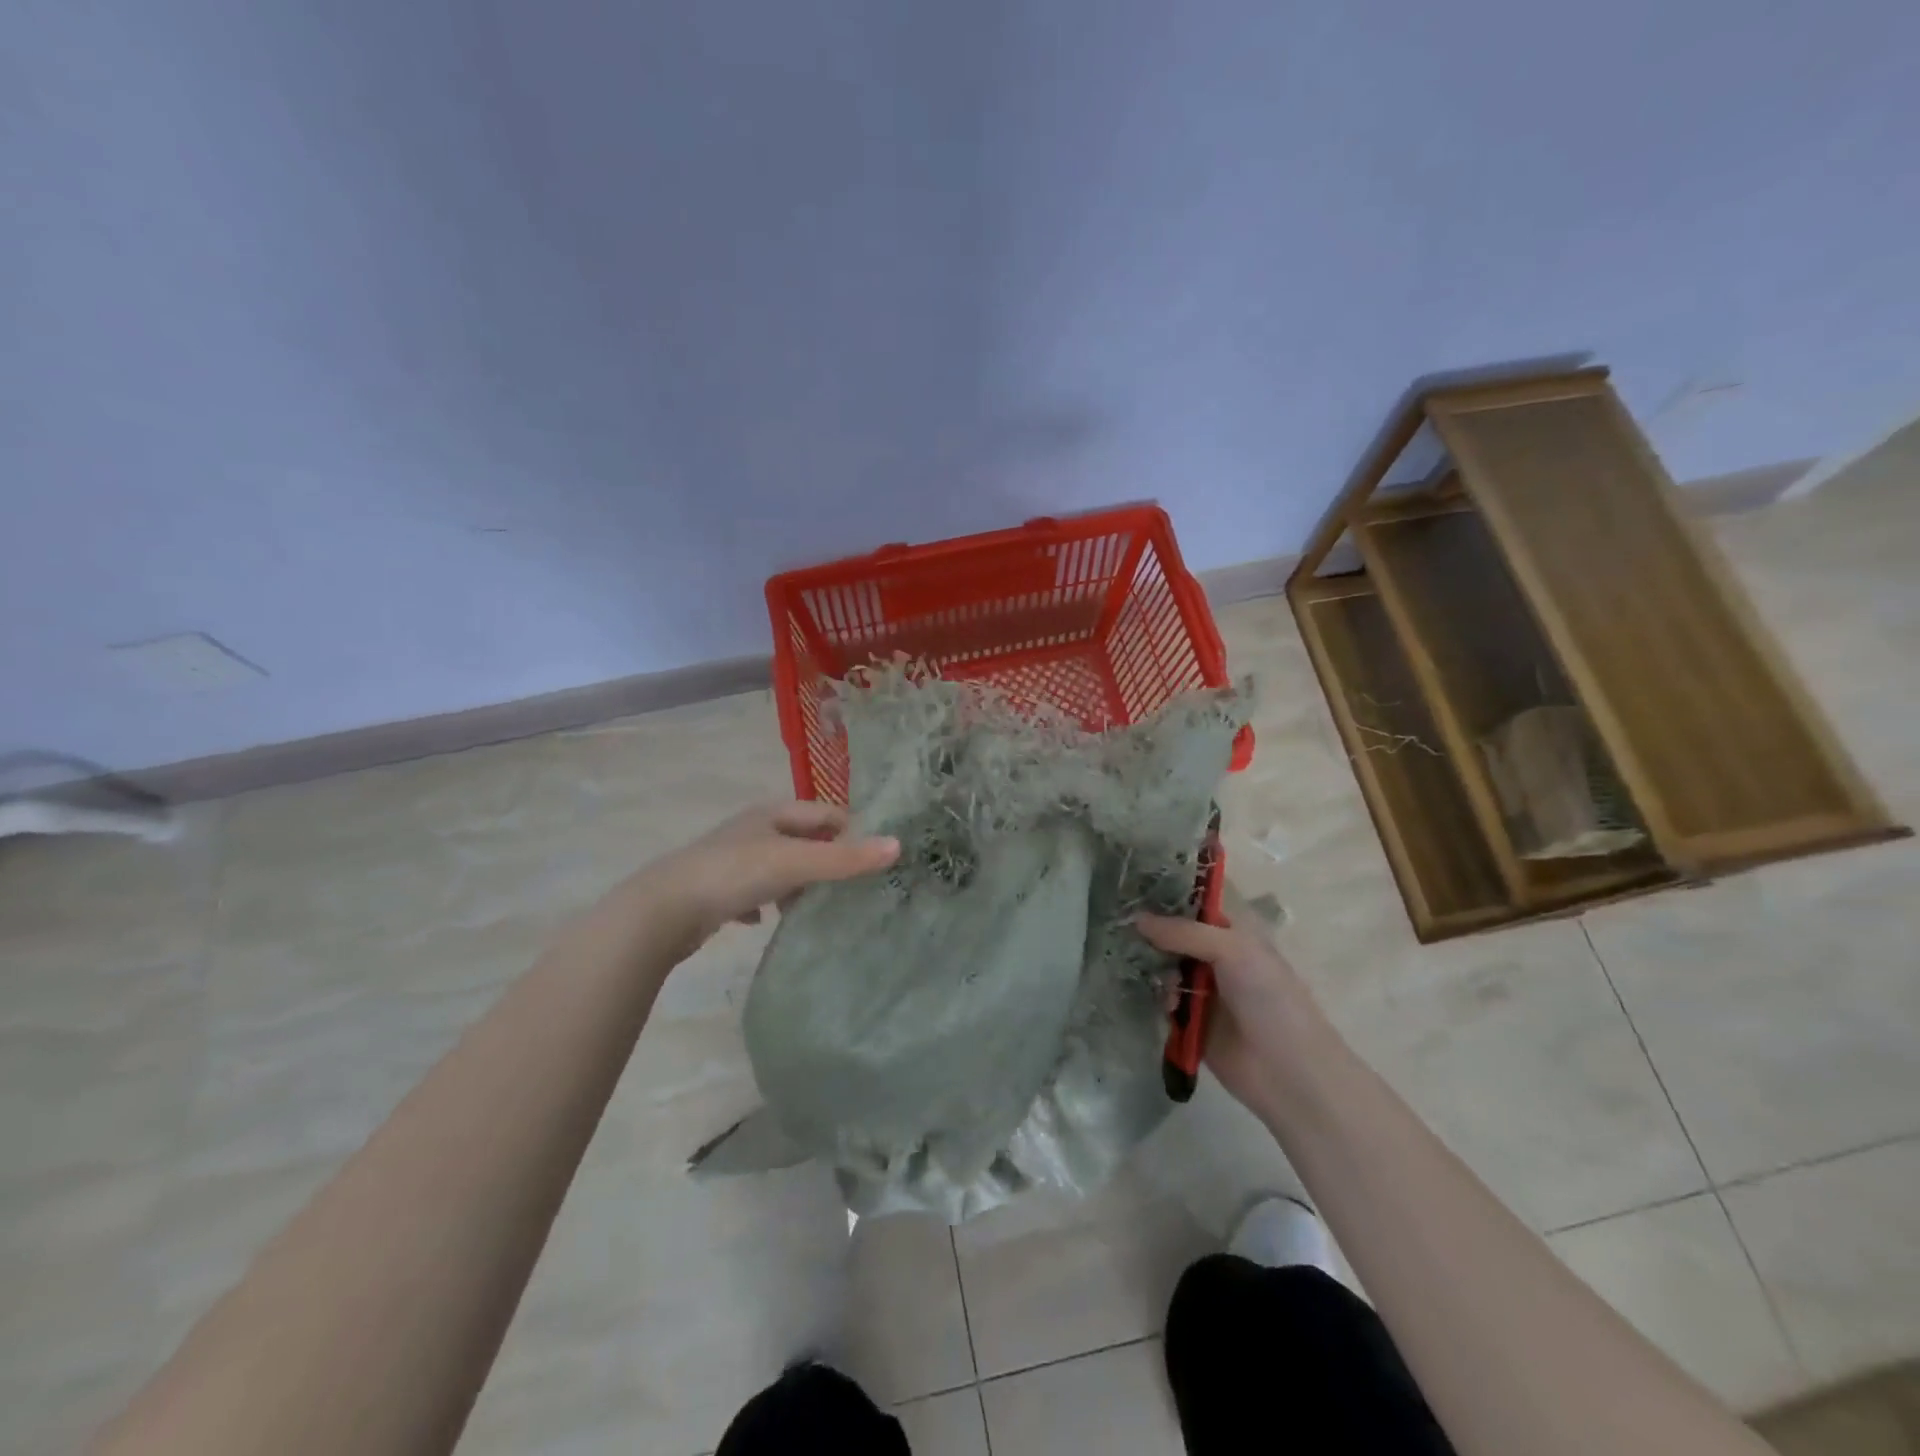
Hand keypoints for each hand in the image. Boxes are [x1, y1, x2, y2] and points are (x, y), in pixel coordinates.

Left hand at [643, 801, 899, 951]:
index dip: (851, 829)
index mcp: (772, 814)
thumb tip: (898, 846)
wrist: (663, 910)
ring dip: (796, 882)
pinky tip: (767, 921)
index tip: (873, 856)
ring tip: (814, 906)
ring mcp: (732, 859)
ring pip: (777, 865)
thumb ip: (845, 858)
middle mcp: (752, 830)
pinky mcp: (715, 889)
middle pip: (801, 838)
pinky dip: (765, 903)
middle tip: (851, 884)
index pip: (824, 812)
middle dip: (825, 857)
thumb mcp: (795, 864)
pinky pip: (751, 892)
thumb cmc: (734, 875)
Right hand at [1135, 914, 1336, 1117]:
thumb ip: (1183, 932)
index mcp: (1233, 932)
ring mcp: (1203, 988)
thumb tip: (1137, 919)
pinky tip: (1160, 1002)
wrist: (1287, 1071)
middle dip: (1151, 931)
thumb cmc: (1269, 998)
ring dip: (1153, 966)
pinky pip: (1163, 999)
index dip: (1166, 894)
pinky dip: (1157, 997)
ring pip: (1164, 966)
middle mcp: (1216, 955)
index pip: (1195, 903)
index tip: (1132, 886)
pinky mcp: (1190, 1020)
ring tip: (1145, 969)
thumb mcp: (1231, 950)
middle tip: (1120, 924)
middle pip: (1173, 934)